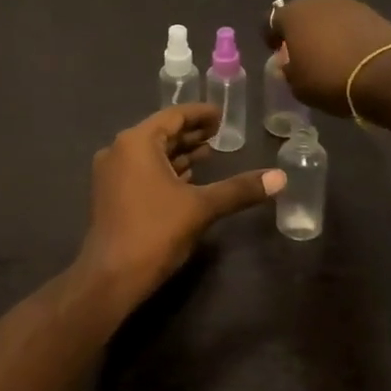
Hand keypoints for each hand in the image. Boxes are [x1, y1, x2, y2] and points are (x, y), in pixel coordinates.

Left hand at [75, 105, 283, 301]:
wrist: (111, 276)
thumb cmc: (155, 231)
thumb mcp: (201, 207)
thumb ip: (239, 189)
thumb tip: (280, 177)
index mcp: (136, 142)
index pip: (173, 116)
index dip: (200, 114)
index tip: (222, 115)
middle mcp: (118, 150)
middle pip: (161, 133)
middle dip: (190, 134)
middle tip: (220, 133)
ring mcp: (111, 173)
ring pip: (151, 154)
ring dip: (178, 153)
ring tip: (209, 153)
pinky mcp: (110, 194)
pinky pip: (142, 170)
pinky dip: (165, 170)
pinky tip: (187, 178)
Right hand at [267, 0, 390, 120]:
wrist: (388, 75)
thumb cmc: (331, 79)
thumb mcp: (298, 85)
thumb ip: (288, 70)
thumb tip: (290, 64)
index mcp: (292, 14)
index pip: (270, 21)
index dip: (270, 37)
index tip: (276, 52)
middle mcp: (318, 0)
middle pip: (301, 13)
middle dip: (300, 31)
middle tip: (304, 53)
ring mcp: (348, 3)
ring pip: (327, 16)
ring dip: (325, 31)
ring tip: (330, 54)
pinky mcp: (373, 12)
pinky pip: (350, 22)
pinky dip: (347, 34)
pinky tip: (351, 53)